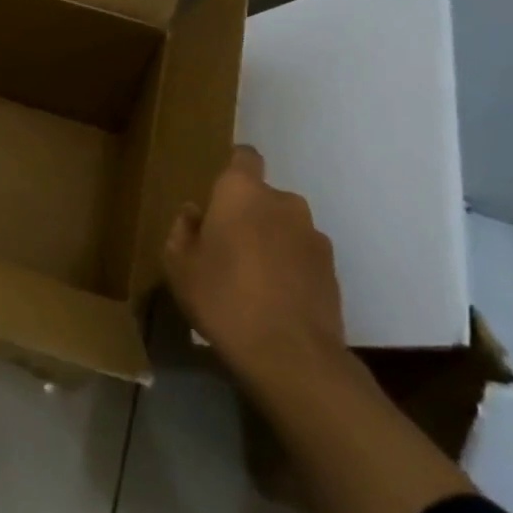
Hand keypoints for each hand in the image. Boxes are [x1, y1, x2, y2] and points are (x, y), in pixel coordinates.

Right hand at [164, 145, 346, 386]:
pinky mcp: (333, 269)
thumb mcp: (179, 266)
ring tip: (253, 278)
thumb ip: (183, 231)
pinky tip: (276, 298)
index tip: (219, 193)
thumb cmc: (222, 298)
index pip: (244, 156)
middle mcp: (283, 202)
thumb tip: (194, 213)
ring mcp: (314, 235)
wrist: (291, 355)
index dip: (233, 168)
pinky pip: (302, 255)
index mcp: (241, 192)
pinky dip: (290, 267)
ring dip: (271, 241)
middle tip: (227, 246)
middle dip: (247, 214)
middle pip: (262, 196)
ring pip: (285, 226)